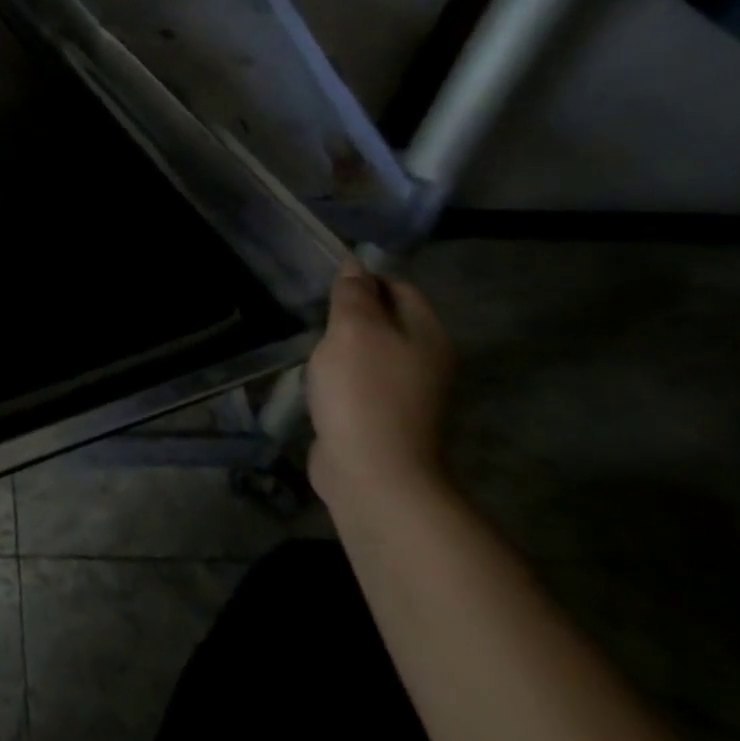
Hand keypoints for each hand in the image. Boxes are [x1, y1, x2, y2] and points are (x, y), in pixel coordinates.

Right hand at [306, 260, 455, 512]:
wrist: (373, 474)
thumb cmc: (364, 391)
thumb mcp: (354, 330)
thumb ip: (353, 294)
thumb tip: (355, 265)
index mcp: (428, 335)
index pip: (400, 288)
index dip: (365, 279)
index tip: (327, 283)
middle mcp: (427, 361)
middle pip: (388, 320)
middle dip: (351, 313)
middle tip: (314, 312)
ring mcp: (407, 394)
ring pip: (372, 353)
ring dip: (343, 347)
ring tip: (311, 344)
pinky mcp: (384, 419)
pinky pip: (361, 383)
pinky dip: (340, 377)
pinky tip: (318, 380)